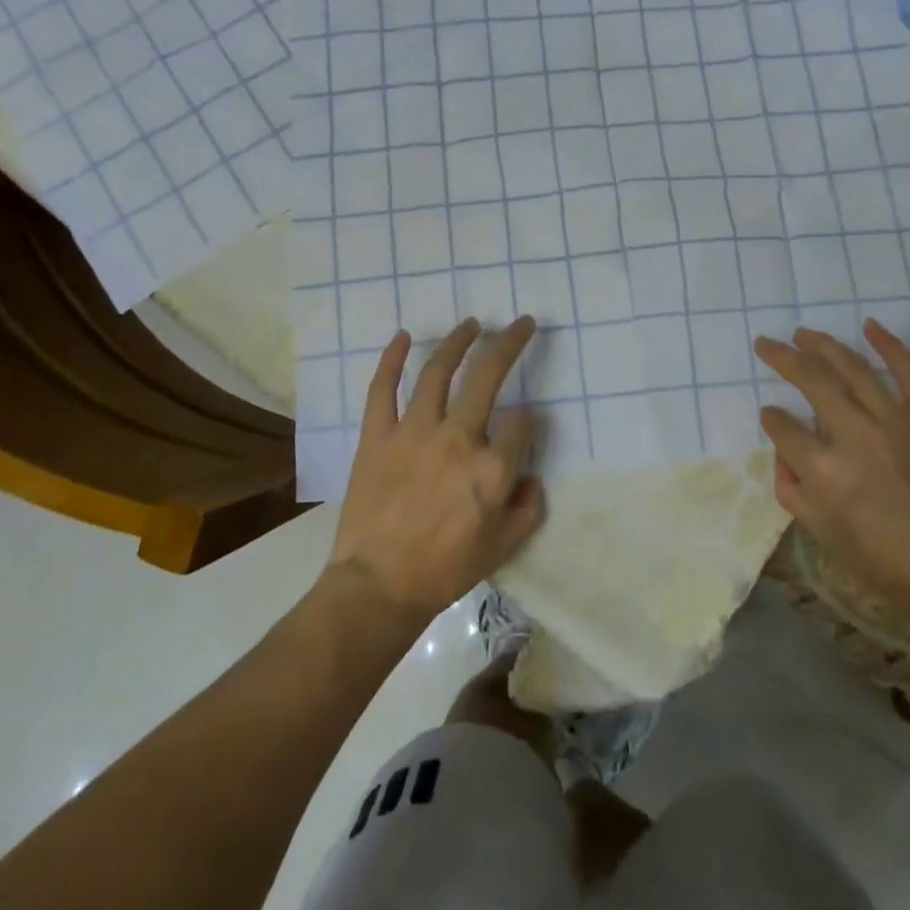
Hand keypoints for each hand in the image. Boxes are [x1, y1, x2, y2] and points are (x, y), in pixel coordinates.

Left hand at [326, 316, 543, 621]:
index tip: (525, 426)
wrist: (379, 586)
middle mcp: (458, 438)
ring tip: (471, 324)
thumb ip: (528, 508)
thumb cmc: (446, 570)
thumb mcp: (504, 547)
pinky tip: (403, 336)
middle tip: (522, 324)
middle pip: (489, 375)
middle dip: (510, 343)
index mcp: (492, 467)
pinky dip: (391, 359)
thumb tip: (531, 477)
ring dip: (458, 341)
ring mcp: (414, 432)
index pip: (523, 424)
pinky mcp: (377, 436)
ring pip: (438, 371)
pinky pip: (382, 389)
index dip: (529, 421)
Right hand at [755, 319, 909, 643]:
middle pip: (812, 382)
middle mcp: (856, 436)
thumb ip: (791, 489)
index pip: (783, 428)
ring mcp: (897, 421)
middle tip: (765, 343)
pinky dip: (890, 345)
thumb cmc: (882, 559)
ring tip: (803, 332)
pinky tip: (869, 325)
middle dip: (784, 359)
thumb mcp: (820, 533)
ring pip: (853, 369)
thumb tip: (783, 453)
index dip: (771, 418)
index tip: (769, 414)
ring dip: (824, 345)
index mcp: (824, 470)